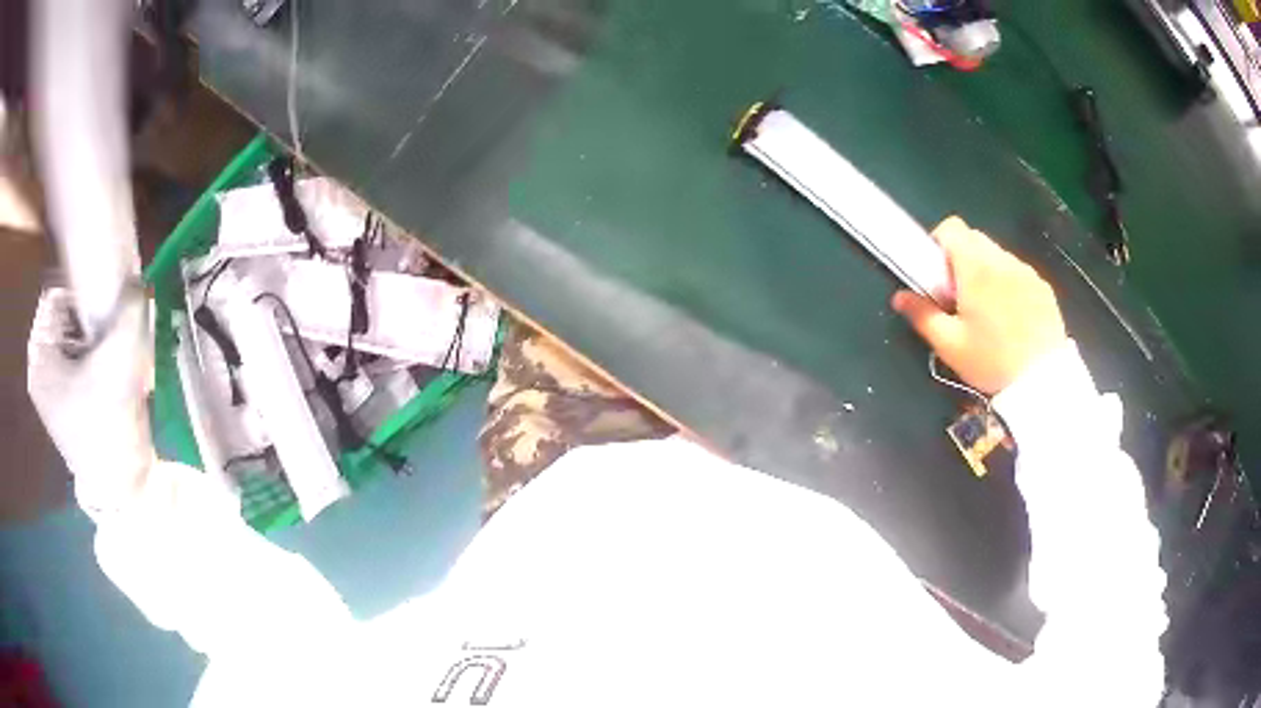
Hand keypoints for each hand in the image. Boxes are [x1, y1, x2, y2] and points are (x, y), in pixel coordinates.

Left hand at [27, 286, 154, 515]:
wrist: (120, 486)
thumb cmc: (108, 425)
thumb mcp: (120, 361)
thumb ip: (130, 312)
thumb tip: (138, 281)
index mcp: (39, 358)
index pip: (55, 295)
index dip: (81, 292)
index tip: (104, 305)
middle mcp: (39, 368)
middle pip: (62, 315)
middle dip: (89, 317)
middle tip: (110, 334)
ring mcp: (50, 386)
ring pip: (70, 334)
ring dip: (93, 336)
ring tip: (111, 356)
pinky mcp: (62, 399)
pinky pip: (74, 355)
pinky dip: (92, 354)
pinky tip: (107, 370)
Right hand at [891, 216, 1066, 394]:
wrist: (1042, 381)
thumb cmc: (991, 361)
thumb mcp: (950, 345)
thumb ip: (922, 315)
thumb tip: (899, 297)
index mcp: (976, 267)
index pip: (952, 227)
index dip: (939, 243)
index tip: (937, 274)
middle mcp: (1002, 260)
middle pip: (975, 239)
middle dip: (961, 259)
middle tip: (959, 297)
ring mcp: (1026, 272)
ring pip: (998, 256)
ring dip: (986, 272)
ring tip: (988, 312)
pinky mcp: (1043, 287)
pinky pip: (1018, 273)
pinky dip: (1008, 285)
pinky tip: (1011, 319)